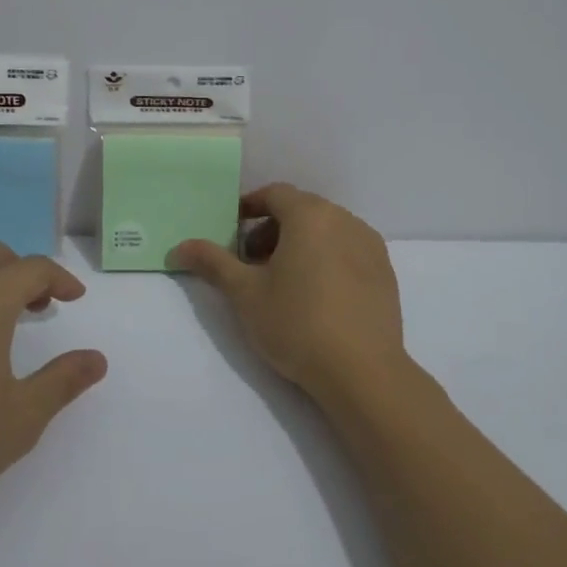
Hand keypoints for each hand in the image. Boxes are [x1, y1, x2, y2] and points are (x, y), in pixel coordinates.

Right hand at [173, 184, 407, 403]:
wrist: (362, 371)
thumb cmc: (297, 324)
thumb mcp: (245, 294)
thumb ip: (213, 263)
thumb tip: (180, 246)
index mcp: (310, 215)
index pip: (274, 194)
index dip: (249, 207)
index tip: (232, 230)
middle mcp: (344, 220)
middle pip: (302, 210)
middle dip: (272, 229)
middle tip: (251, 261)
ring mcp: (370, 245)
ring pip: (327, 230)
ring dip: (300, 243)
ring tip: (283, 280)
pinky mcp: (385, 272)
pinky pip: (348, 250)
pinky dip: (327, 258)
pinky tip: (317, 295)